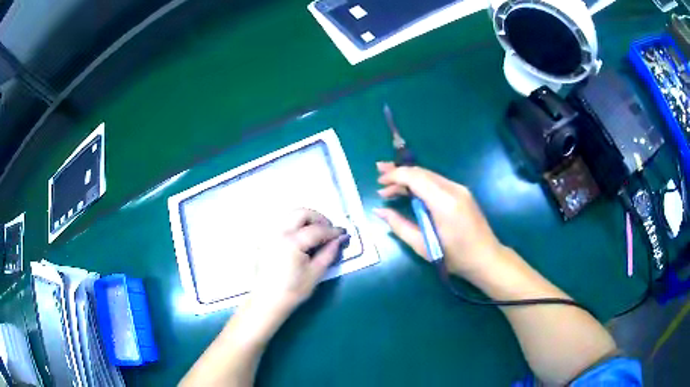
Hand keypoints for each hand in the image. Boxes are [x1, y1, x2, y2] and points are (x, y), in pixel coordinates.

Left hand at [250, 208, 347, 318]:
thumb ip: (329, 253)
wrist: (267, 301)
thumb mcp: (315, 273)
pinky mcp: (265, 239)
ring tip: (316, 234)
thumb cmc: (293, 291)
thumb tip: (340, 239)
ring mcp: (270, 234)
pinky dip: (294, 225)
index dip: (333, 230)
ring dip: (306, 220)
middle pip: (301, 213)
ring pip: (290, 215)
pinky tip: (301, 239)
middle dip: (318, 218)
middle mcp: (279, 232)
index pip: (317, 229)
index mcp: (292, 242)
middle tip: (328, 231)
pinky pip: (282, 224)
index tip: (343, 233)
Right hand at [374, 162, 505, 283]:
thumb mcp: (423, 246)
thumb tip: (379, 211)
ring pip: (429, 175)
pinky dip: (421, 184)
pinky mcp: (463, 193)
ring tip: (390, 186)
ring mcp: (460, 189)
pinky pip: (437, 182)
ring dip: (409, 178)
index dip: (395, 176)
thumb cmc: (455, 257)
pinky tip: (410, 192)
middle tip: (379, 176)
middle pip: (421, 172)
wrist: (486, 258)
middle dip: (399, 173)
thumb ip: (399, 225)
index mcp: (444, 202)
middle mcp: (453, 189)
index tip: (379, 183)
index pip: (415, 177)